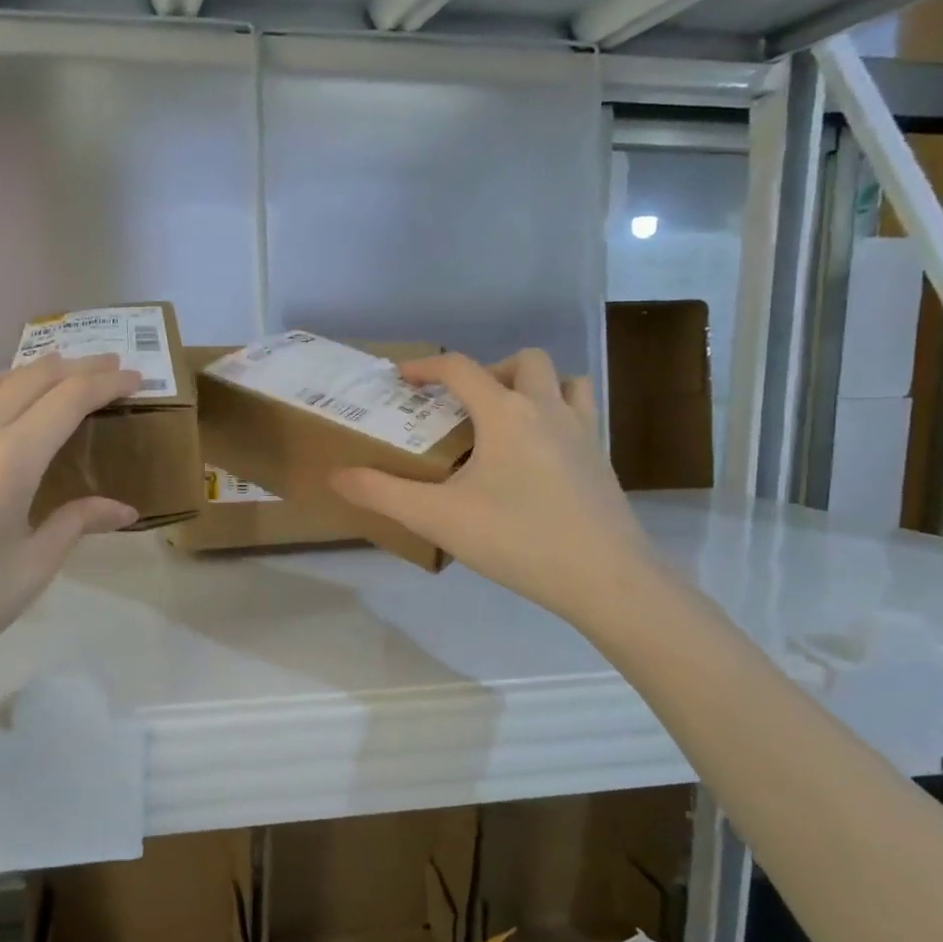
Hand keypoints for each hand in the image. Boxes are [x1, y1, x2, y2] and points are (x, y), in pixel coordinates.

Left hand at [0, 353, 141, 686]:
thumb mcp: (30, 570)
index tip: (134, 378)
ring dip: (31, 372)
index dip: (105, 383)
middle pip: (30, 379)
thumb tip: (123, 509)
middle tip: (109, 365)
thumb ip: (76, 524)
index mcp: (8, 461)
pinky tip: (3, 412)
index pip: (67, 400)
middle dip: (75, 367)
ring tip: (59, 374)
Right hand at [331, 349, 652, 624]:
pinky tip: (536, 458)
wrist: (606, 579)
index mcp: (506, 413)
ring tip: (506, 421)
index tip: (401, 378)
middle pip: (524, 361)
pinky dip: (556, 418)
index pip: (461, 368)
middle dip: (489, 371)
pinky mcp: (602, 462)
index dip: (425, 366)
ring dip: (533, 387)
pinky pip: (581, 417)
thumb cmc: (517, 539)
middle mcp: (548, 411)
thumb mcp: (437, 518)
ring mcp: (584, 435)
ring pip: (565, 382)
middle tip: (465, 407)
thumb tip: (336, 475)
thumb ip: (381, 493)